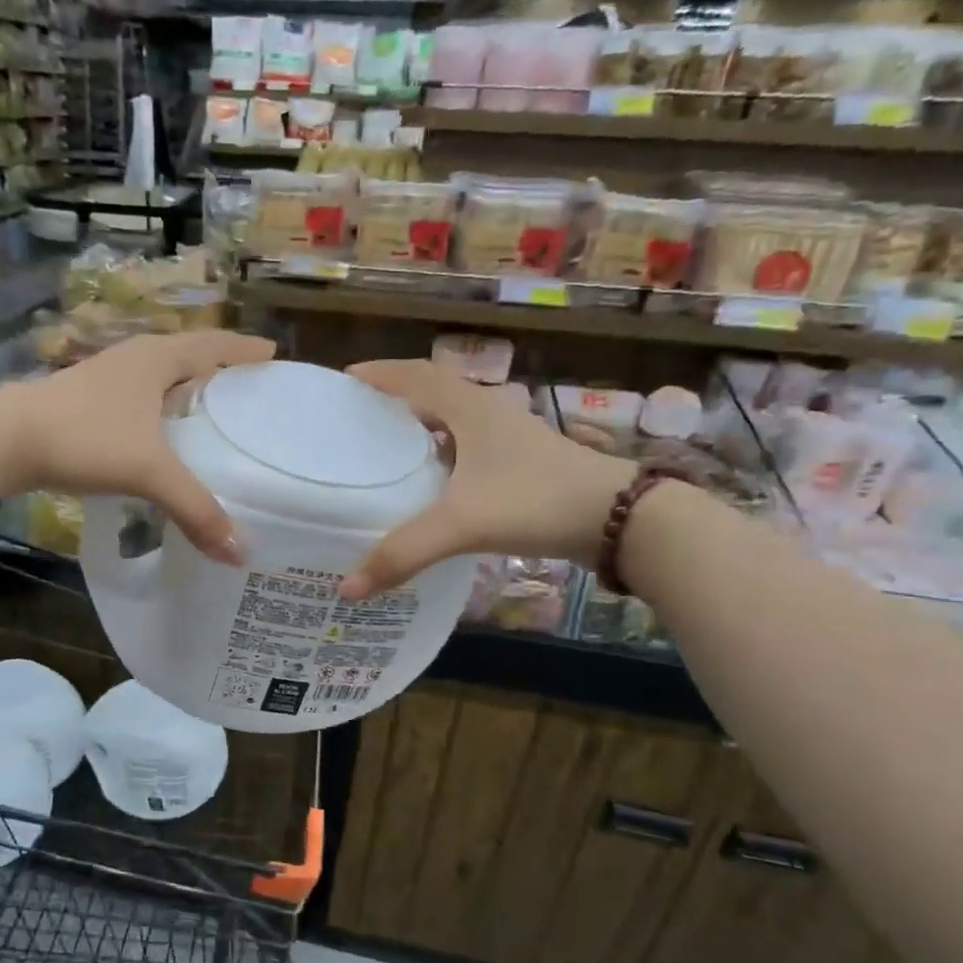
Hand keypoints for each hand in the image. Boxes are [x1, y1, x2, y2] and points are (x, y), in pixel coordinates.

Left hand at [0, 330, 275, 562]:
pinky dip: (159, 412)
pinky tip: (160, 438)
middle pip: (188, 356)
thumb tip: (239, 551)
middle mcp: (133, 359)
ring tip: (211, 416)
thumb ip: (195, 508)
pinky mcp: (84, 401)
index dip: (245, 351)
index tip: (274, 357)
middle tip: (249, 392)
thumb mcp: (147, 471)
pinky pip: (137, 400)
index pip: (215, 345)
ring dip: (185, 390)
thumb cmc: (84, 437)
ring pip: (159, 378)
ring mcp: (105, 378)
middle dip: (219, 369)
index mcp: (157, 358)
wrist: (4, 439)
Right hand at [340, 360, 636, 599]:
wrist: (618, 518)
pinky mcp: (518, 462)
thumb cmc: (535, 501)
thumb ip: (404, 553)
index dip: (378, 374)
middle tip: (355, 417)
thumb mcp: (463, 524)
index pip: (414, 376)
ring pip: (450, 420)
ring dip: (418, 426)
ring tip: (381, 448)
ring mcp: (506, 437)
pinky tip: (427, 483)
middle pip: (431, 392)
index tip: (344, 380)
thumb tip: (347, 589)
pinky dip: (440, 454)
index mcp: (469, 408)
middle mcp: (487, 412)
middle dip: (392, 398)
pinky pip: (466, 446)